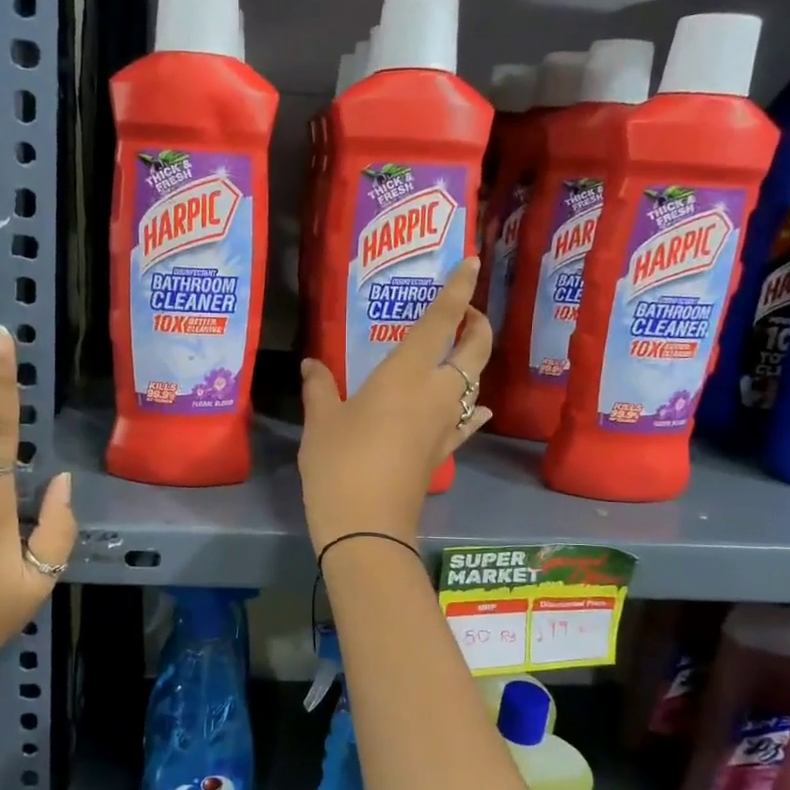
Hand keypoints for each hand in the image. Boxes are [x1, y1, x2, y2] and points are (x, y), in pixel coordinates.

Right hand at [297, 257, 492, 550]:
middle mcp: (437, 393)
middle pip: (475, 350)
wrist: (367, 527)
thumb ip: (319, 387)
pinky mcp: (443, 452)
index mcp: (407, 373)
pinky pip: (467, 421)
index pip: (443, 321)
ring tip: (454, 352)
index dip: (460, 289)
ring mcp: (446, 425)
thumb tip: (312, 364)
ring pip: (474, 383)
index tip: (472, 261)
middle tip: (462, 312)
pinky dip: (473, 408)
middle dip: (477, 323)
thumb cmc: (340, 463)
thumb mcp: (321, 421)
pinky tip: (475, 407)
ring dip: (472, 362)